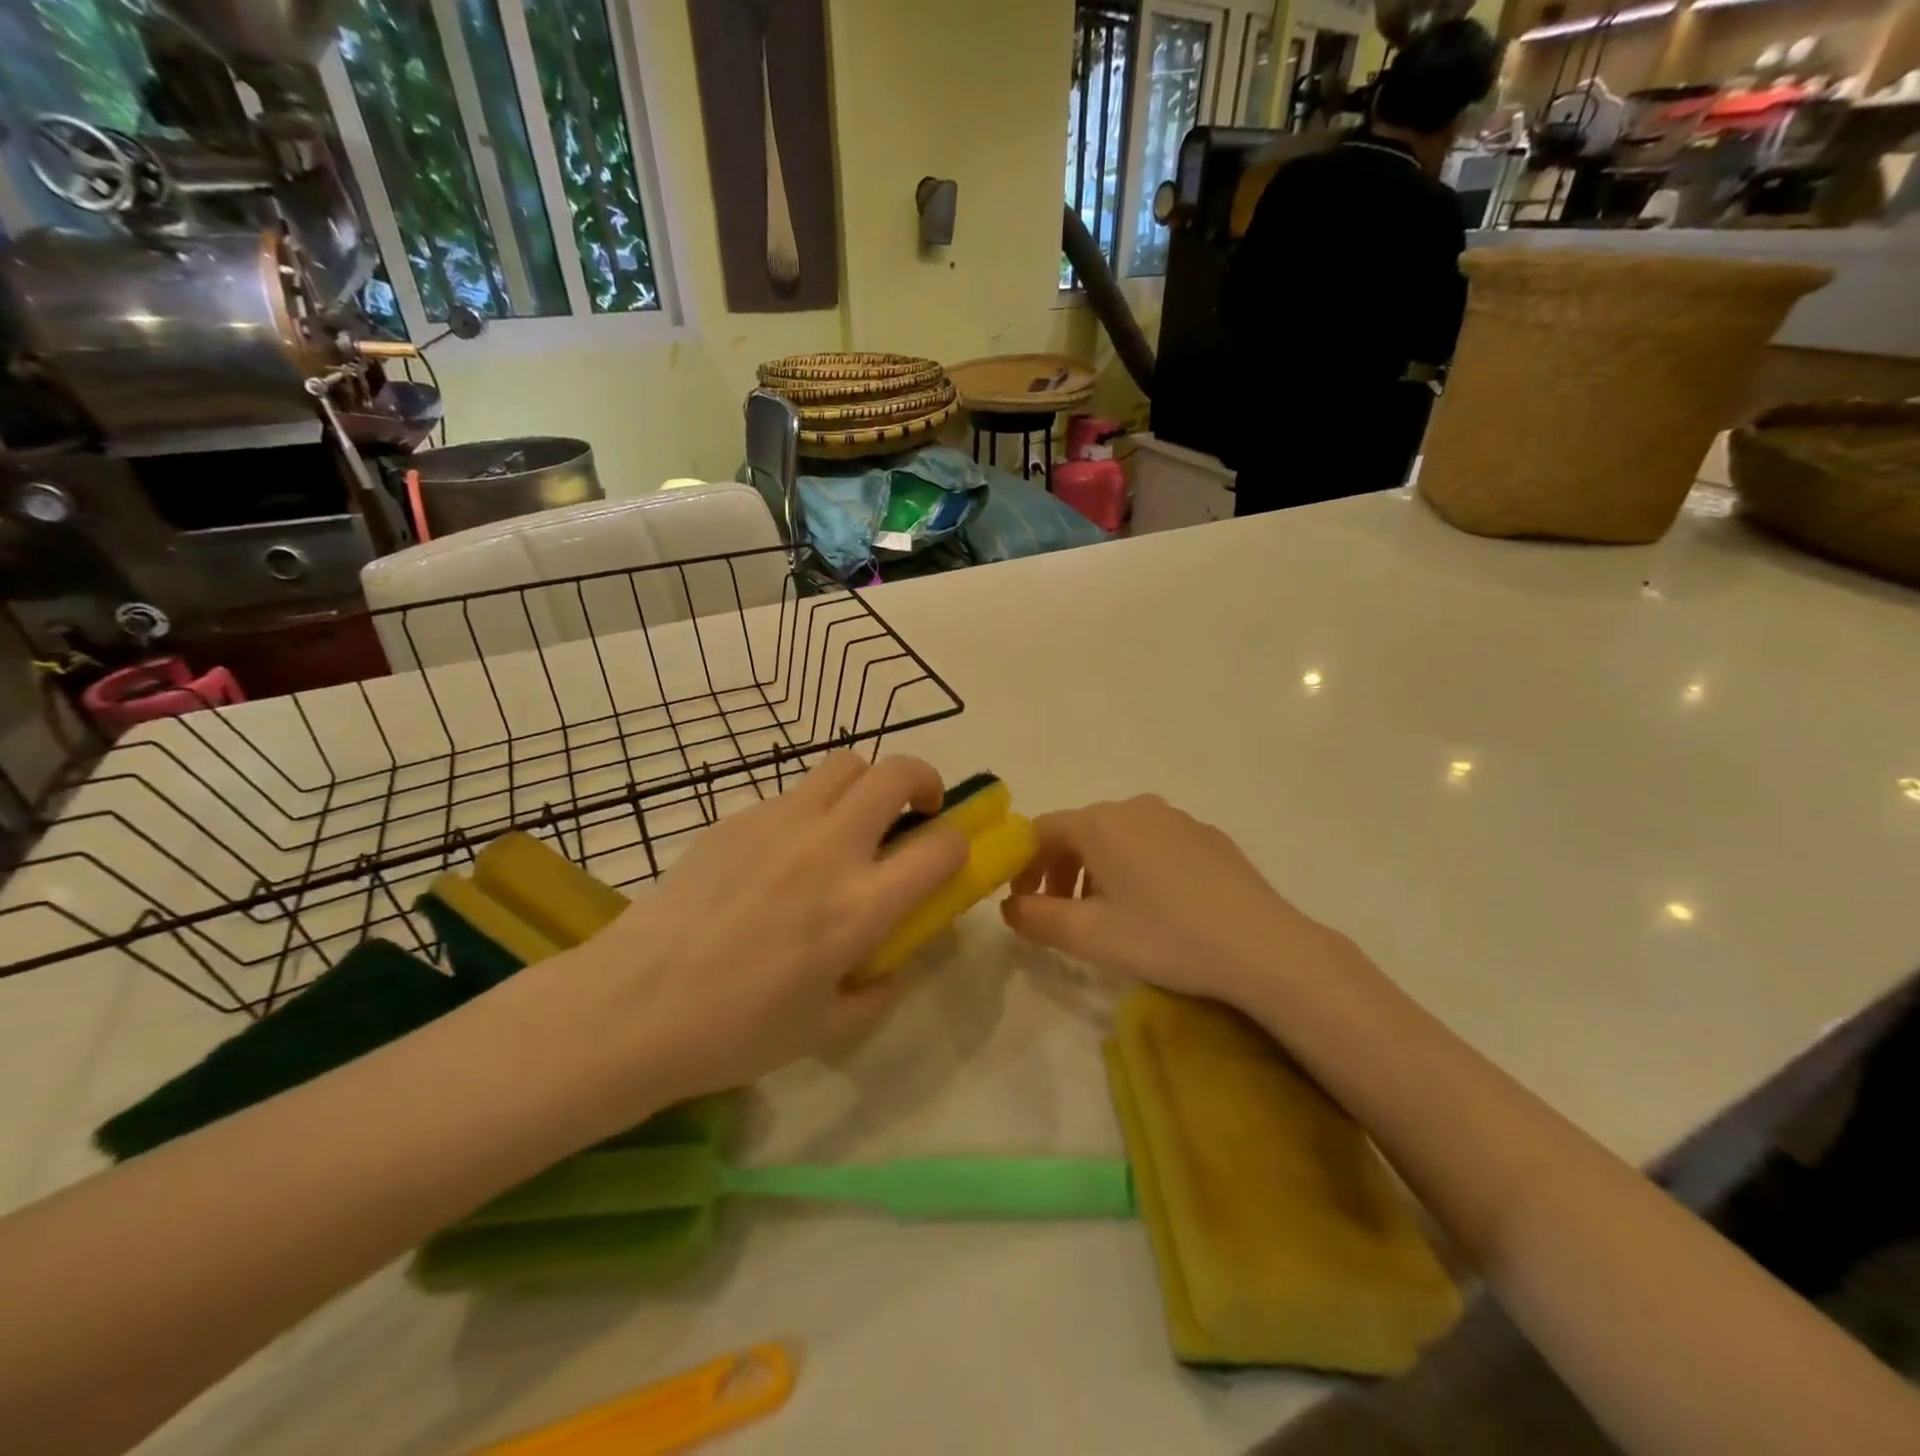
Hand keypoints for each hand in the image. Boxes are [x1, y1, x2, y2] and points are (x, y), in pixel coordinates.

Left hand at [538, 753, 967, 1111]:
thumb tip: (899, 960)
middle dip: (923, 782)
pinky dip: (810, 810)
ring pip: (844, 765)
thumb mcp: (827, 1029)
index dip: (959, 845)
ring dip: (866, 786)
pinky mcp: (737, 816)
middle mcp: (828, 849)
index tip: (947, 858)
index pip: (942, 847)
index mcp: (860, 906)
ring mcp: (779, 823)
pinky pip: (792, 793)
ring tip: (851, 824)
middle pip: (896, 773)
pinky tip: (781, 856)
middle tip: (915, 813)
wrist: (632, 1005)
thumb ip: (880, 989)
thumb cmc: (735, 1030)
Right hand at [1001, 795, 1352, 1005]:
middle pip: (1079, 832)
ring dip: (1097, 871)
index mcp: (1100, 824)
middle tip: (1061, 914)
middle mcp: (1135, 807)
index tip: (1025, 902)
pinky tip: (1157, 907)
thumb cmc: (1165, 937)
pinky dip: (1136, 868)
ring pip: (1118, 837)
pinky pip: (1155, 843)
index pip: (1041, 831)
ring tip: (1108, 915)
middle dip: (1060, 871)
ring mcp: (1177, 818)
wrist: (1264, 948)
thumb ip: (1036, 917)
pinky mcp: (1208, 836)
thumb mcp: (1088, 936)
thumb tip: (1010, 904)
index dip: (1024, 865)